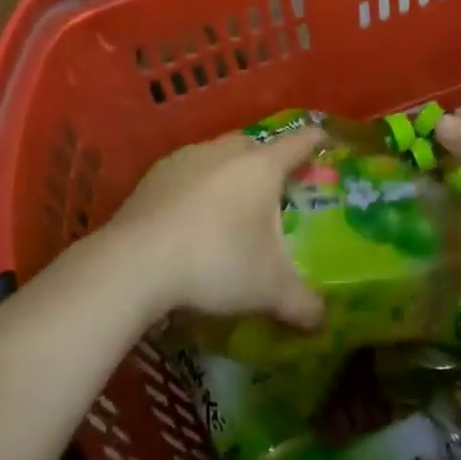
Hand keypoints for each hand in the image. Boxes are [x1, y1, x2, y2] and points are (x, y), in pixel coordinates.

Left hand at [105, 127, 326, 329]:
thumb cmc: (217, 262)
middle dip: (266, 160)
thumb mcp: (269, 290)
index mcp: (260, 167)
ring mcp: (184, 160)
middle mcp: (224, 152)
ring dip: (227, 173)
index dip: (315, 141)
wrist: (135, 263)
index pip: (298, 144)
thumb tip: (323, 320)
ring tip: (230, 207)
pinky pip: (185, 174)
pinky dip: (195, 188)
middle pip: (253, 145)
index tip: (324, 139)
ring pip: (216, 156)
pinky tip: (191, 218)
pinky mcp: (153, 176)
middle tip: (274, 188)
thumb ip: (303, 304)